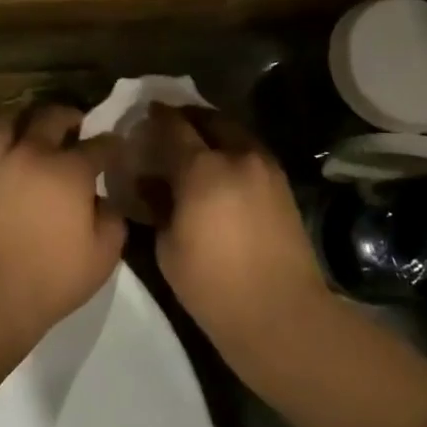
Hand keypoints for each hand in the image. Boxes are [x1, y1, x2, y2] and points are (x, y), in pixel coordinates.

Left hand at [0, 104, 125, 350]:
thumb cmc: (52, 276)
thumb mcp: (104, 255)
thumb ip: (112, 219)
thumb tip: (103, 201)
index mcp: (71, 171)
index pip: (100, 145)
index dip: (112, 145)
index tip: (117, 149)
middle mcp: (32, 154)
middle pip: (51, 117)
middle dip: (69, 116)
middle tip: (74, 125)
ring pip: (5, 120)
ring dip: (20, 118)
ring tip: (27, 127)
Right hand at [143, 104, 329, 364]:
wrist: (280, 313)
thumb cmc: (212, 285)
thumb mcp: (168, 246)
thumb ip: (158, 203)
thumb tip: (150, 181)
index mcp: (203, 169)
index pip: (174, 126)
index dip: (156, 116)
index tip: (144, 113)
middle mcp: (238, 156)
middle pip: (209, 119)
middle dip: (187, 117)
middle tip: (169, 126)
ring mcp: (266, 168)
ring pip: (234, 132)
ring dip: (212, 131)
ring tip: (195, 147)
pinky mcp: (282, 184)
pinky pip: (250, 152)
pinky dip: (231, 150)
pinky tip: (219, 170)